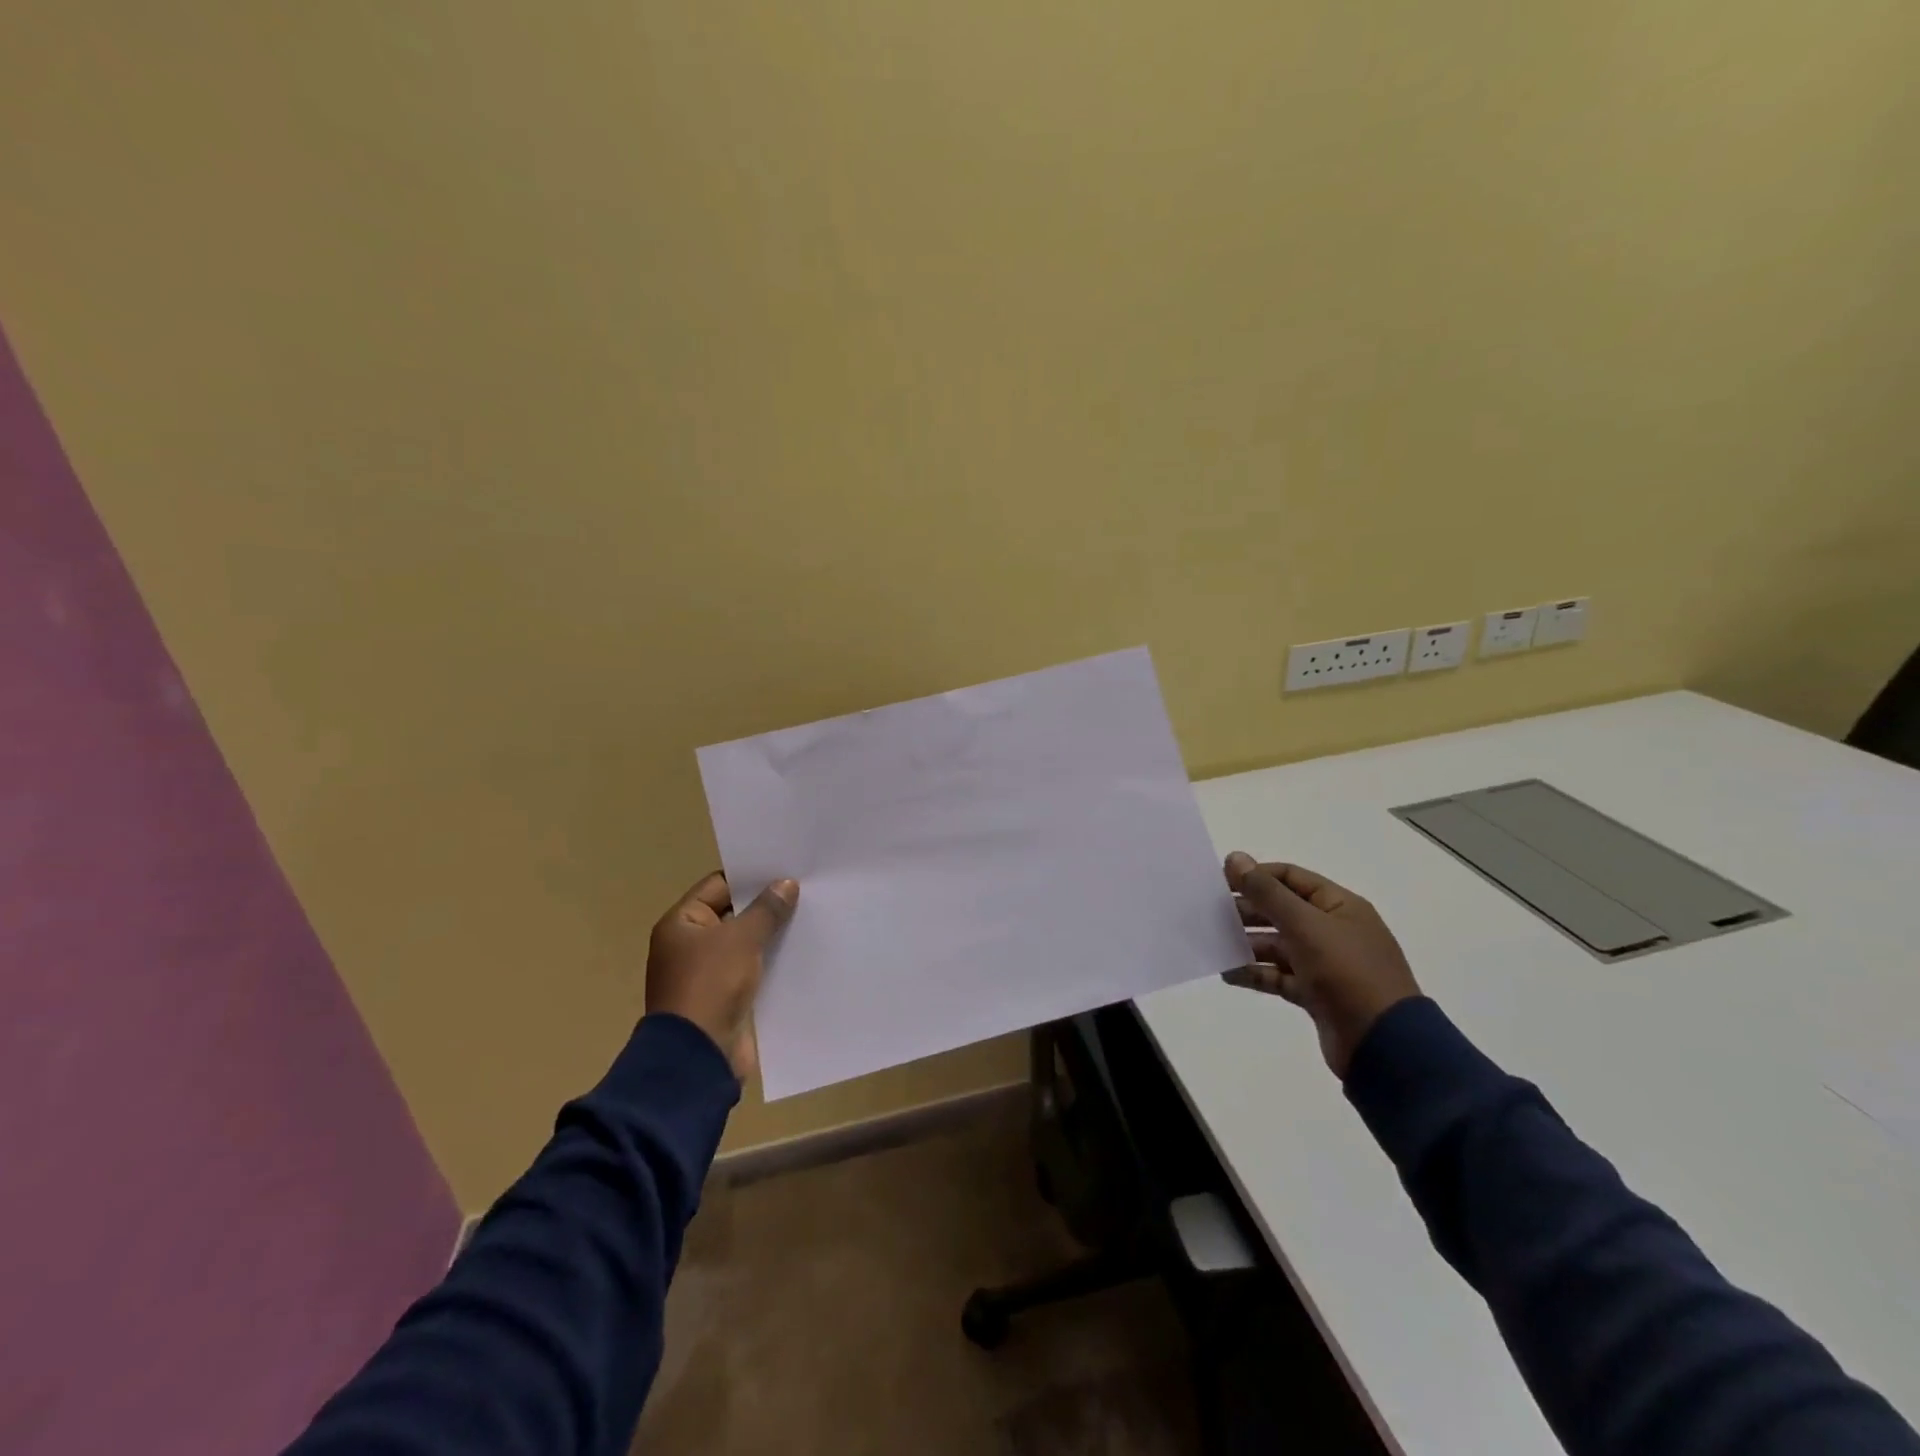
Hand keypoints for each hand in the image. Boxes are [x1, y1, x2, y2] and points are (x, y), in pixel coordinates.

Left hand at [646, 872, 798, 1079]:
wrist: (699, 1056)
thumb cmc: (711, 984)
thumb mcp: (741, 939)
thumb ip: (766, 909)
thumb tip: (787, 884)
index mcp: (680, 924)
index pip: (718, 886)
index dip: (750, 877)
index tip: (786, 869)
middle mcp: (689, 945)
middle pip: (733, 914)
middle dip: (765, 905)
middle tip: (805, 890)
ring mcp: (706, 973)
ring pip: (744, 944)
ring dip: (771, 935)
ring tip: (809, 917)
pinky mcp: (724, 998)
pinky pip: (750, 970)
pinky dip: (770, 962)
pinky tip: (800, 952)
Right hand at [1222, 852, 1419, 1078]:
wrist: (1383, 1045)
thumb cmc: (1347, 972)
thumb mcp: (1305, 925)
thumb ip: (1267, 892)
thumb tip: (1234, 858)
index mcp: (1339, 906)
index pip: (1290, 878)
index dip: (1256, 876)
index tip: (1220, 881)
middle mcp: (1333, 930)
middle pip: (1281, 911)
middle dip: (1247, 911)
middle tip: (1209, 913)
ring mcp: (1325, 964)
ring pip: (1278, 945)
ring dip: (1247, 943)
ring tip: (1213, 944)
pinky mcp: (1316, 994)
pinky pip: (1279, 976)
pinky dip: (1255, 973)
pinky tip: (1228, 973)